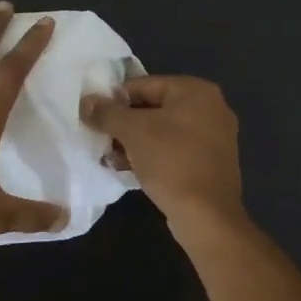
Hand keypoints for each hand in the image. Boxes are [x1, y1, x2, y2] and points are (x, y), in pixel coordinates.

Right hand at [81, 75, 243, 230]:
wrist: (207, 215)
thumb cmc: (171, 162)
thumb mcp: (133, 132)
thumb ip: (107, 112)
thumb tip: (86, 101)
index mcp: (197, 91)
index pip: (145, 84)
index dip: (115, 98)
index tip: (94, 115)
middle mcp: (211, 108)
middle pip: (155, 107)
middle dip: (125, 124)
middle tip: (100, 137)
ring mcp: (214, 137)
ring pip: (164, 131)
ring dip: (135, 142)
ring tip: (109, 157)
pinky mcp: (211, 163)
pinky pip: (175, 151)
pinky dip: (152, 156)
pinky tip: (128, 169)